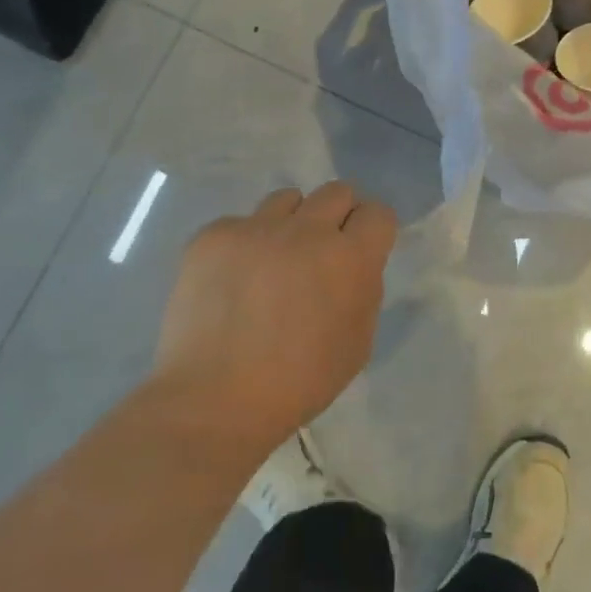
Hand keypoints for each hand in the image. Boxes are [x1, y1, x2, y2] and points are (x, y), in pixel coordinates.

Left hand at [153, 182, 397, 449]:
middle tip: (320, 253)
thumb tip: (351, 263)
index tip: (362, 250)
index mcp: (350, 258)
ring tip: (273, 263)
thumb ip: (363, 289)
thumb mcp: (357, 342)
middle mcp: (306, 230)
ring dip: (291, 224)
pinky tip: (233, 282)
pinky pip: (240, 224)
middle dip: (337, 217)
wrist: (214, 400)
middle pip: (336, 191)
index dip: (372, 230)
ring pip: (287, 199)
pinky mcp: (213, 236)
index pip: (378, 212)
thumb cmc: (299, 382)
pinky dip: (244, 246)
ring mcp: (255, 228)